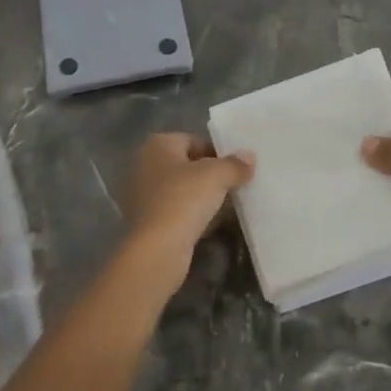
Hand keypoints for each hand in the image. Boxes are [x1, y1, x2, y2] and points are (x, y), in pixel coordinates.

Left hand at [120, 133, 255, 271]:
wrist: (157, 250)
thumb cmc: (184, 200)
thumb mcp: (217, 176)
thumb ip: (235, 164)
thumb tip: (249, 156)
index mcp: (157, 145)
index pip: (194, 141)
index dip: (217, 153)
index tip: (236, 169)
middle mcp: (144, 164)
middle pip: (186, 165)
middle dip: (209, 175)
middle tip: (233, 187)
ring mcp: (141, 194)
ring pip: (180, 190)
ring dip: (201, 197)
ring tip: (225, 208)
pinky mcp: (144, 221)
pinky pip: (174, 211)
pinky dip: (190, 215)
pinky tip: (208, 226)